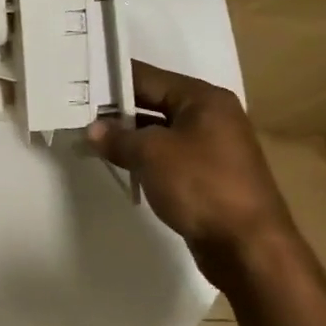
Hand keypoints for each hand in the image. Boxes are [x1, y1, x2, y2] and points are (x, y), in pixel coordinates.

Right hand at [87, 60, 294, 278]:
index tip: (77, 84)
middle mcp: (210, 116)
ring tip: (88, 139)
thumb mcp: (151, 154)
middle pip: (152, 102)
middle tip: (75, 112)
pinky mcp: (206, 175)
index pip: (146, 77)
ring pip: (158, 131)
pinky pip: (166, 155)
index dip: (111, 80)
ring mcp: (210, 147)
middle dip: (115, 110)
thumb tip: (93, 130)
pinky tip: (116, 163)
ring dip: (127, 136)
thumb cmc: (201, 185)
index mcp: (203, 99)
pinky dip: (142, 157)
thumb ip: (117, 137)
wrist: (249, 248)